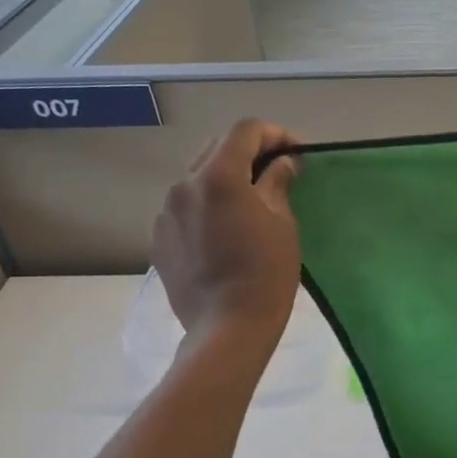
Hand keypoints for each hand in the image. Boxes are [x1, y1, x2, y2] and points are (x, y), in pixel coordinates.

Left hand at [152, 119, 301, 350]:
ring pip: (197, 178)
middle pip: (217, 148)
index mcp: (218, 177)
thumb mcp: (283, 223)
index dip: (275, 134)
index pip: (245, 131)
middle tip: (277, 173)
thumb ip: (278, 182)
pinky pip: (186, 207)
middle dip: (249, 153)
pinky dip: (208, 206)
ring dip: (225, 179)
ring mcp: (166, 212)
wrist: (227, 327)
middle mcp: (184, 185)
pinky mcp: (160, 238)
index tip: (296, 152)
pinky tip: (226, 231)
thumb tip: (283, 163)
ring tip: (250, 203)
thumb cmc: (266, 273)